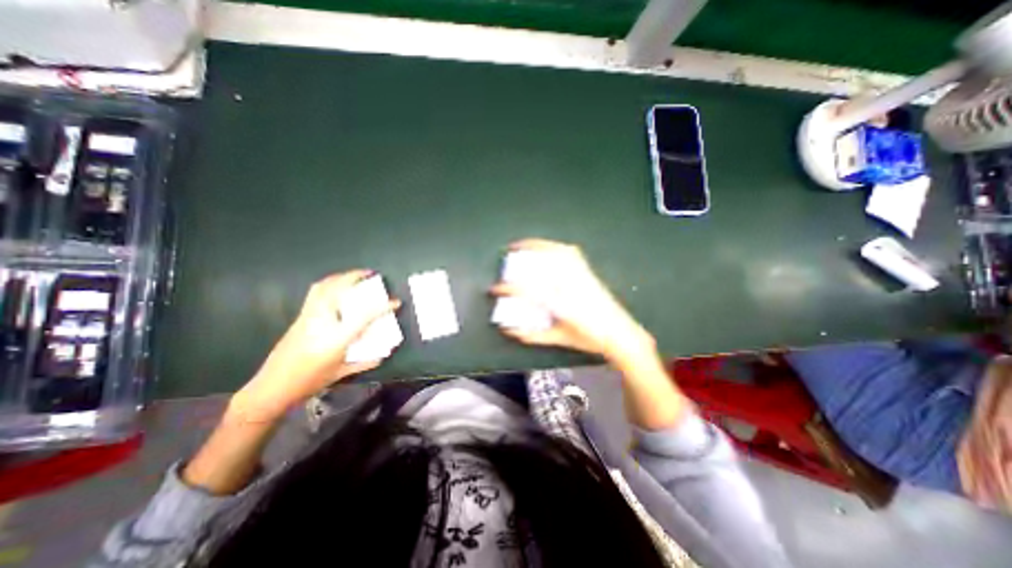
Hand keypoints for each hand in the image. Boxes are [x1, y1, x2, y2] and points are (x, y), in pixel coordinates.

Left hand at [232, 270, 401, 421]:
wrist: (271, 387)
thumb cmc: (309, 382)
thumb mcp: (340, 374)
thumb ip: (363, 363)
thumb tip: (381, 357)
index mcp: (337, 338)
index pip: (365, 316)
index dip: (383, 307)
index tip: (396, 302)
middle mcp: (322, 322)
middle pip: (337, 290)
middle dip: (354, 277)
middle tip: (369, 273)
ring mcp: (308, 317)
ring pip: (322, 287)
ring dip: (339, 277)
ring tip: (352, 276)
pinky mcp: (299, 318)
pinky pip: (314, 293)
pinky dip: (327, 284)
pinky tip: (335, 288)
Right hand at [491, 239, 656, 368]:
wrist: (620, 333)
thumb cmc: (589, 338)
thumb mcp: (558, 338)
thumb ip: (533, 335)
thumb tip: (510, 331)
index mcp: (561, 305)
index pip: (528, 291)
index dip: (508, 289)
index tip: (495, 289)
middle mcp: (570, 286)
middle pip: (543, 263)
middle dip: (523, 254)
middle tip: (509, 251)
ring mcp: (581, 276)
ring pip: (558, 253)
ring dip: (540, 245)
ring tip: (526, 244)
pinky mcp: (588, 272)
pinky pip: (571, 254)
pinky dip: (557, 247)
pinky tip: (550, 248)